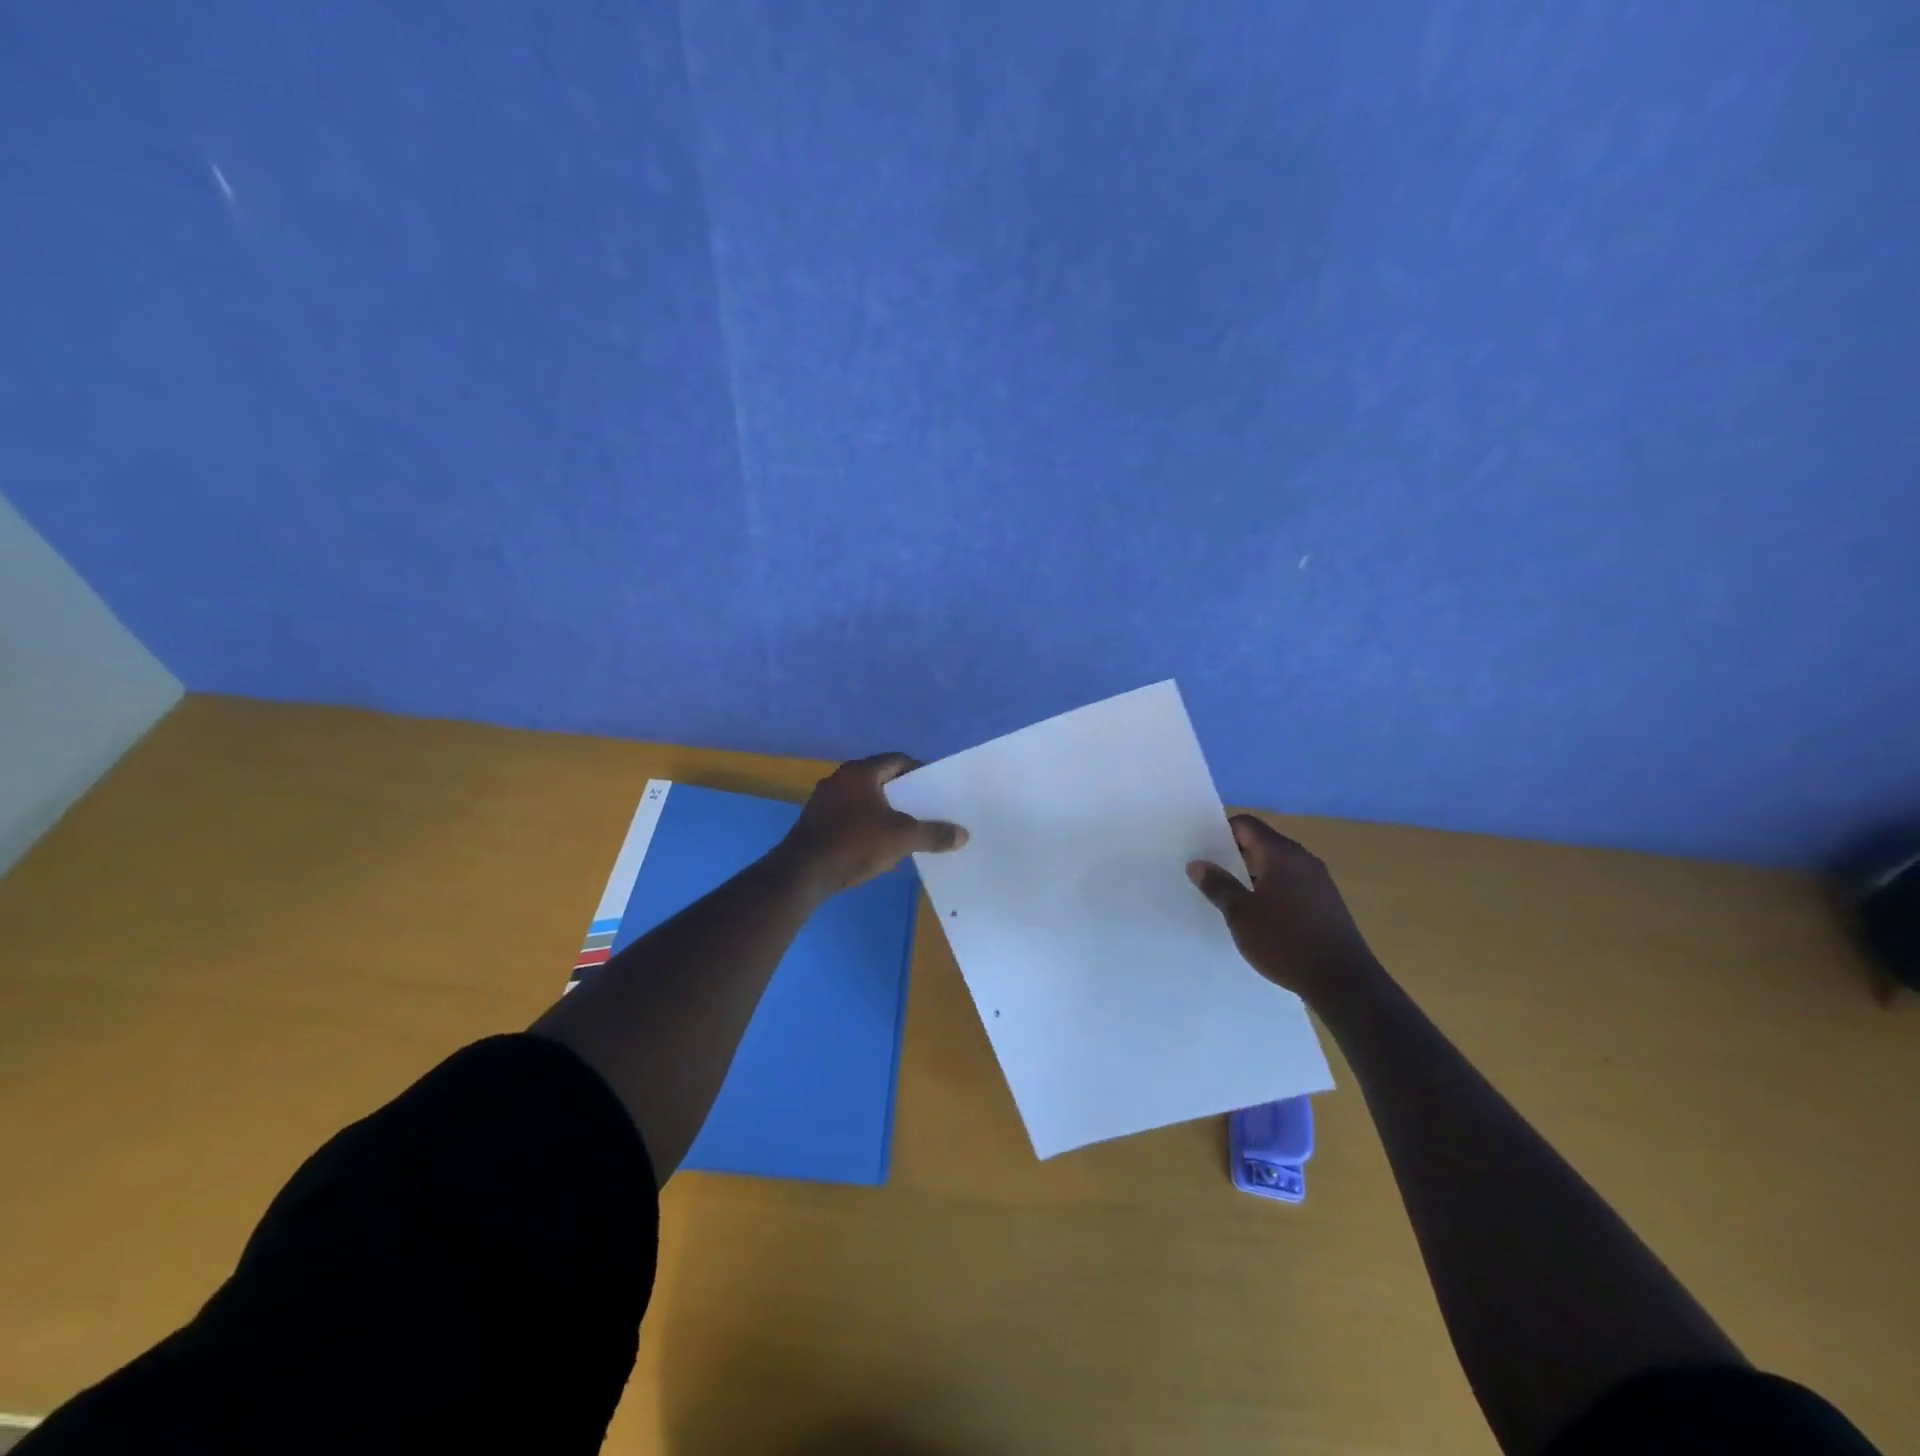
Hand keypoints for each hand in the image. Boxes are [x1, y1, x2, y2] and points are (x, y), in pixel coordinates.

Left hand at [778, 753, 967, 896]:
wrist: (804, 873)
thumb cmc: (856, 844)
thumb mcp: (903, 838)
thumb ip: (934, 834)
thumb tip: (963, 834)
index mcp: (860, 772)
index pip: (897, 760)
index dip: (919, 771)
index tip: (936, 788)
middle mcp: (839, 779)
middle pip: (880, 780)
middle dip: (903, 795)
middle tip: (925, 809)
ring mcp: (823, 801)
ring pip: (863, 800)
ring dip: (884, 812)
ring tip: (905, 830)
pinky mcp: (815, 823)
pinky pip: (848, 818)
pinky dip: (866, 827)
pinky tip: (878, 847)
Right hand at [1187, 815, 1379, 1005]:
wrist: (1344, 981)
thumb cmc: (1285, 941)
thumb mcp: (1241, 914)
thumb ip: (1218, 885)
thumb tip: (1197, 864)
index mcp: (1281, 854)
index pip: (1246, 824)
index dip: (1221, 831)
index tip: (1202, 850)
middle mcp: (1303, 859)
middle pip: (1262, 843)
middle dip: (1234, 855)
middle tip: (1209, 874)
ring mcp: (1319, 881)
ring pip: (1277, 865)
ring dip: (1253, 875)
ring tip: (1229, 897)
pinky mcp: (1327, 902)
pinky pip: (1292, 884)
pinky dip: (1271, 890)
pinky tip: (1260, 916)